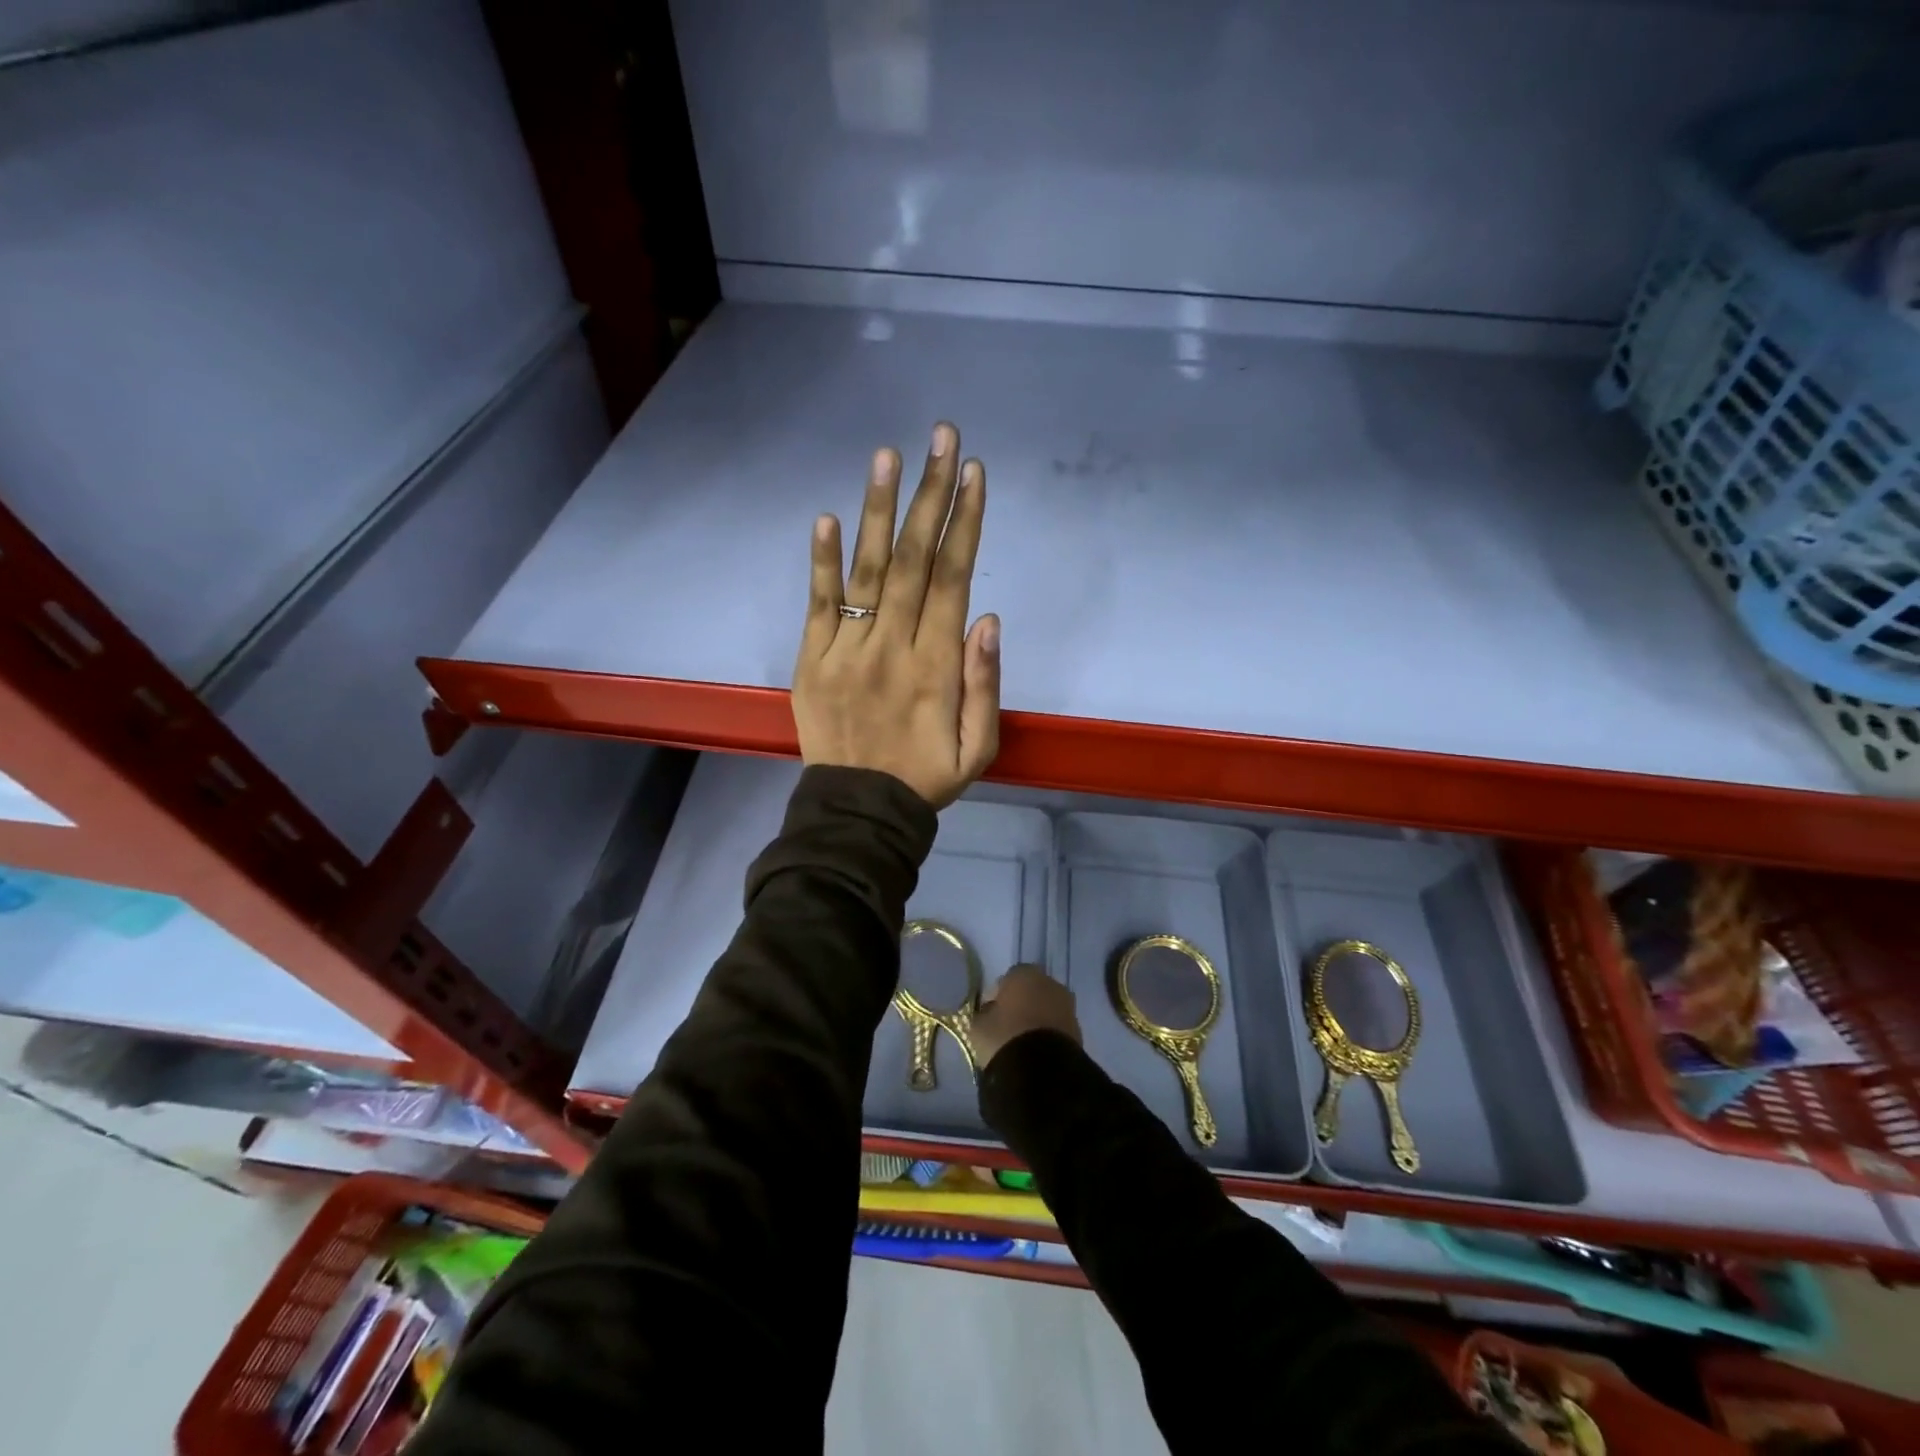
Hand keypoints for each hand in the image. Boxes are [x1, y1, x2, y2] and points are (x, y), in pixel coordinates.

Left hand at [793, 422, 1000, 808]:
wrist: (858, 810)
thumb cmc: (925, 778)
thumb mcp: (979, 748)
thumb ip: (984, 685)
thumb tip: (987, 618)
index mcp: (935, 666)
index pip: (952, 579)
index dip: (964, 523)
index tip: (974, 474)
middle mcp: (891, 646)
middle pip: (915, 560)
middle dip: (930, 495)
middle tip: (942, 438)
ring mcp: (845, 650)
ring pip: (868, 571)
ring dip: (879, 510)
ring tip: (888, 456)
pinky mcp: (811, 660)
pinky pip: (818, 605)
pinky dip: (821, 562)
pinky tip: (827, 517)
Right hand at [971, 966, 1080, 1069]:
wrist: (1042, 1070)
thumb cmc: (1004, 1038)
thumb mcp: (978, 1026)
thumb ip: (983, 1014)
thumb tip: (989, 1014)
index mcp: (1024, 974)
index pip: (1007, 979)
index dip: (997, 996)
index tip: (989, 1015)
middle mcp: (1050, 983)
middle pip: (1031, 991)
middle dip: (1021, 1005)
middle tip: (1007, 1027)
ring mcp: (1068, 1006)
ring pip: (1047, 1009)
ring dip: (1036, 1020)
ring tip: (1022, 1043)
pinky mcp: (1079, 1030)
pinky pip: (1057, 1027)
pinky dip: (1048, 1035)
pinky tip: (1037, 1052)